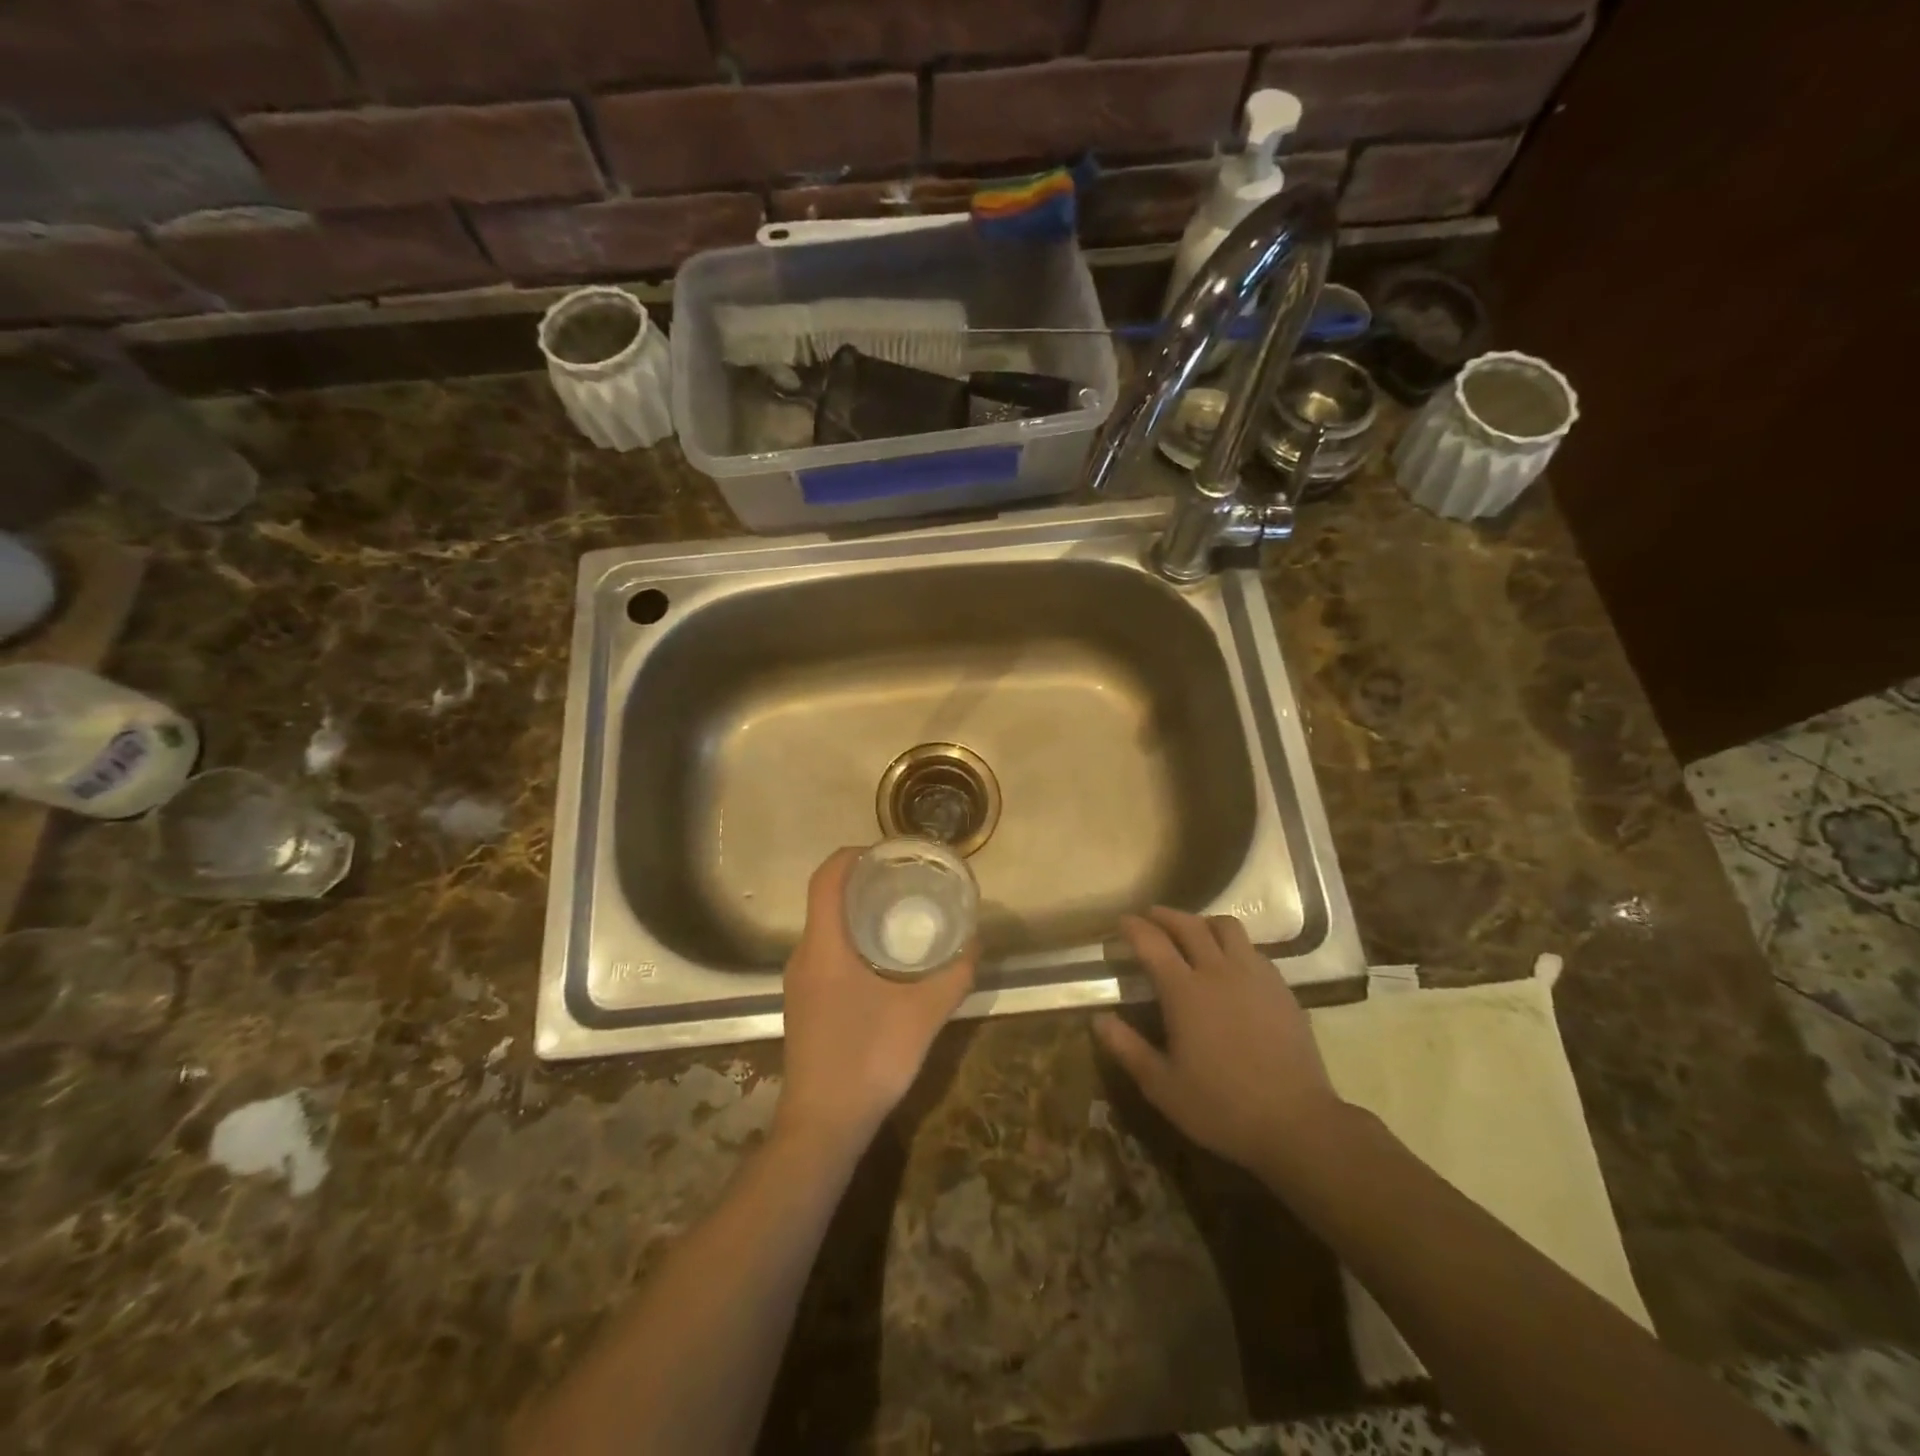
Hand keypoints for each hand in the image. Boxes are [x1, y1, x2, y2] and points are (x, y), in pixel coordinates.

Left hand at [775, 848, 976, 1152]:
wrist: (823, 1125)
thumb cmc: (869, 1060)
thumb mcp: (924, 1014)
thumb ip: (954, 974)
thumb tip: (975, 940)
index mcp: (824, 947)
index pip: (825, 879)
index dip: (851, 855)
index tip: (886, 851)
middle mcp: (804, 956)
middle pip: (825, 898)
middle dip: (861, 880)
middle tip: (904, 878)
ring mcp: (799, 982)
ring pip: (824, 927)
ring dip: (856, 911)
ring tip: (899, 911)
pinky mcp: (804, 1002)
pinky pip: (824, 951)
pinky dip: (850, 938)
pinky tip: (883, 958)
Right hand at [1094, 907, 1343, 1176]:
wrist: (1297, 1122)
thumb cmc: (1221, 1106)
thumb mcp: (1162, 1086)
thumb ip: (1127, 1048)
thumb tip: (1098, 1019)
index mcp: (1184, 991)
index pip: (1152, 943)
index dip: (1133, 927)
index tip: (1121, 922)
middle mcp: (1218, 971)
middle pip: (1188, 925)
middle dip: (1165, 915)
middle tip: (1150, 917)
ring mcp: (1254, 976)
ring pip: (1226, 928)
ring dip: (1202, 922)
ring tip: (1192, 932)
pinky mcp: (1281, 988)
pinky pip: (1253, 950)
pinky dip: (1233, 945)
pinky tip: (1230, 964)